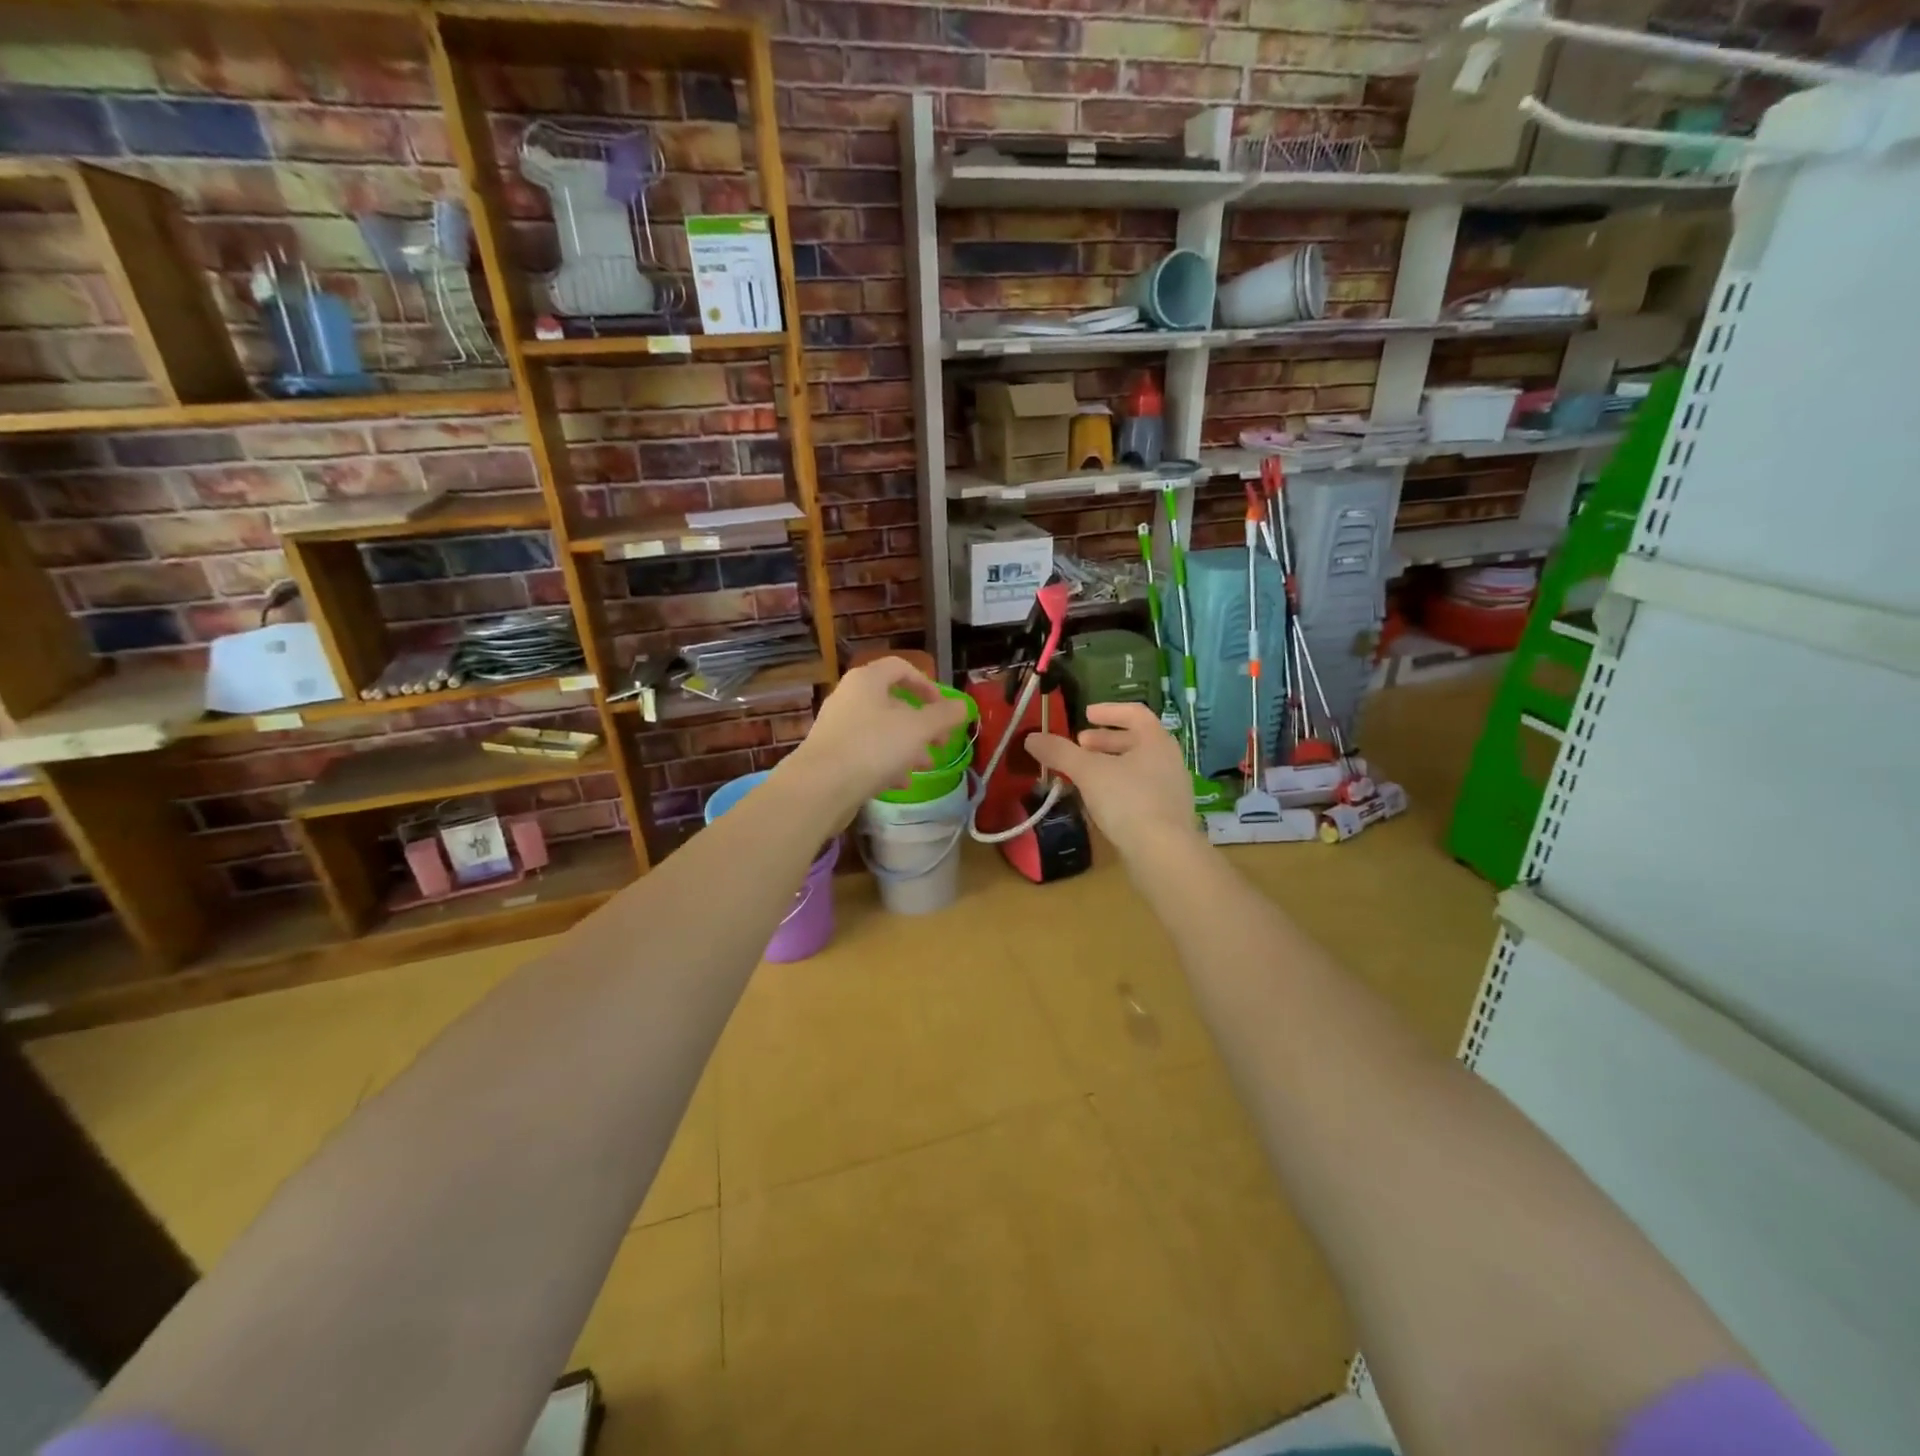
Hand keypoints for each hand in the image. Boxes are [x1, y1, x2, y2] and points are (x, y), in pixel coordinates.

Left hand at [783, 657, 968, 814]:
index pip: (900, 668)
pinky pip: (866, 753)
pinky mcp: (833, 756)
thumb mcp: (918, 729)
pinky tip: (901, 783)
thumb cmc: (873, 747)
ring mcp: (838, 728)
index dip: (926, 685)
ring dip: (908, 746)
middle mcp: (849, 698)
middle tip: (941, 742)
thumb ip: (944, 715)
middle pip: (892, 703)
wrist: (820, 788)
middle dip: (921, 723)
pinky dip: (887, 764)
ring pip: (881, 731)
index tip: (944, 708)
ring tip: (926, 765)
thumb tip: (965, 706)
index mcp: (867, 681)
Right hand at [1025, 702, 1195, 857]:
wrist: (1163, 853)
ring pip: (1137, 767)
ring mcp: (1171, 789)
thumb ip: (1059, 752)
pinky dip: (1117, 788)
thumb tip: (1031, 738)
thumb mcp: (1088, 772)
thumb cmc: (1128, 800)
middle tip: (1080, 746)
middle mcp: (1169, 760)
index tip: (1086, 715)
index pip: (1134, 713)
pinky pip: (1140, 791)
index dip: (1108, 711)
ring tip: (1083, 775)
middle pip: (1135, 741)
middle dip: (1104, 741)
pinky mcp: (1168, 816)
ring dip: (1109, 766)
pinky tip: (1098, 803)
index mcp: (1156, 740)